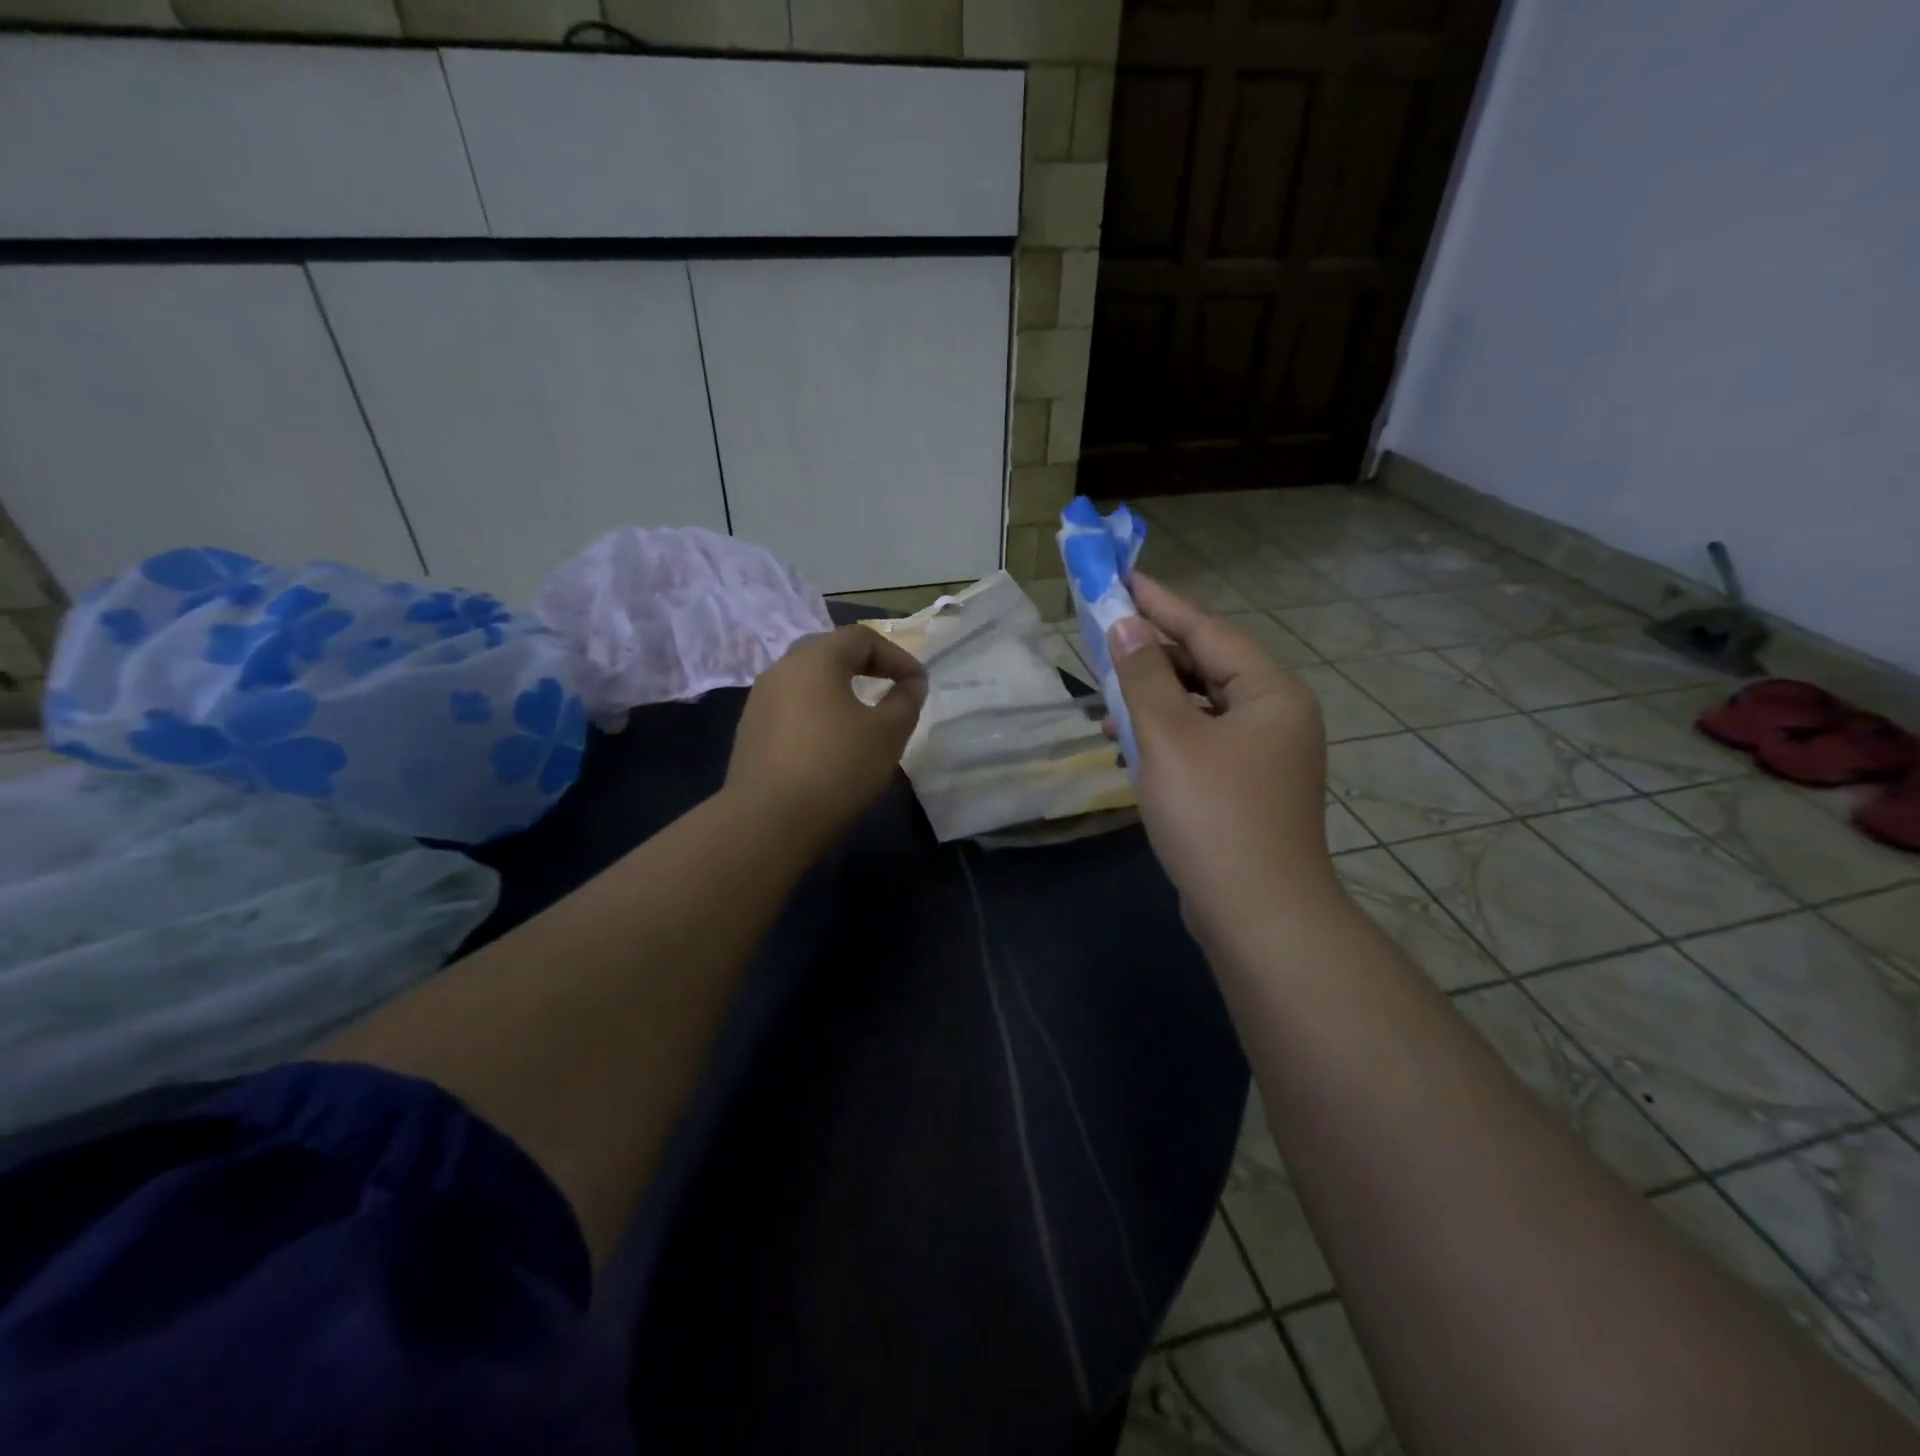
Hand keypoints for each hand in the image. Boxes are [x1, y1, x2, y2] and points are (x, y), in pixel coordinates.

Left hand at [727, 624, 927, 850]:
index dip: (897, 655)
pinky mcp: (750, 732)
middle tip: (892, 691)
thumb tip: (912, 682)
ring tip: (864, 720)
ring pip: (808, 683)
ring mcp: (759, 701)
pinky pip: (792, 709)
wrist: (767, 822)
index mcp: (814, 659)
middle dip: (867, 668)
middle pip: (830, 654)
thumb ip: (906, 700)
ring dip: (841, 693)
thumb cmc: (836, 768)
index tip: (918, 684)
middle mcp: (781, 669)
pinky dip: (818, 715)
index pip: (861, 637)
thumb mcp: (888, 733)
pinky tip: (831, 745)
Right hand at [1106, 573, 1333, 945]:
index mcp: (1270, 693)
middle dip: (1151, 656)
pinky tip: (1125, 745)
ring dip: (1152, 700)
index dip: (1161, 603)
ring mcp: (1263, 756)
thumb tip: (1126, 625)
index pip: (1208, 631)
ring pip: (1199, 708)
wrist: (1256, 915)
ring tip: (1104, 698)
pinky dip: (1164, 738)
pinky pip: (1199, 743)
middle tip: (1102, 636)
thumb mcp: (1168, 738)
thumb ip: (1144, 677)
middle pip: (1206, 667)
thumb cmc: (1213, 815)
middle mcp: (1274, 716)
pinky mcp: (1245, 789)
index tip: (1122, 578)